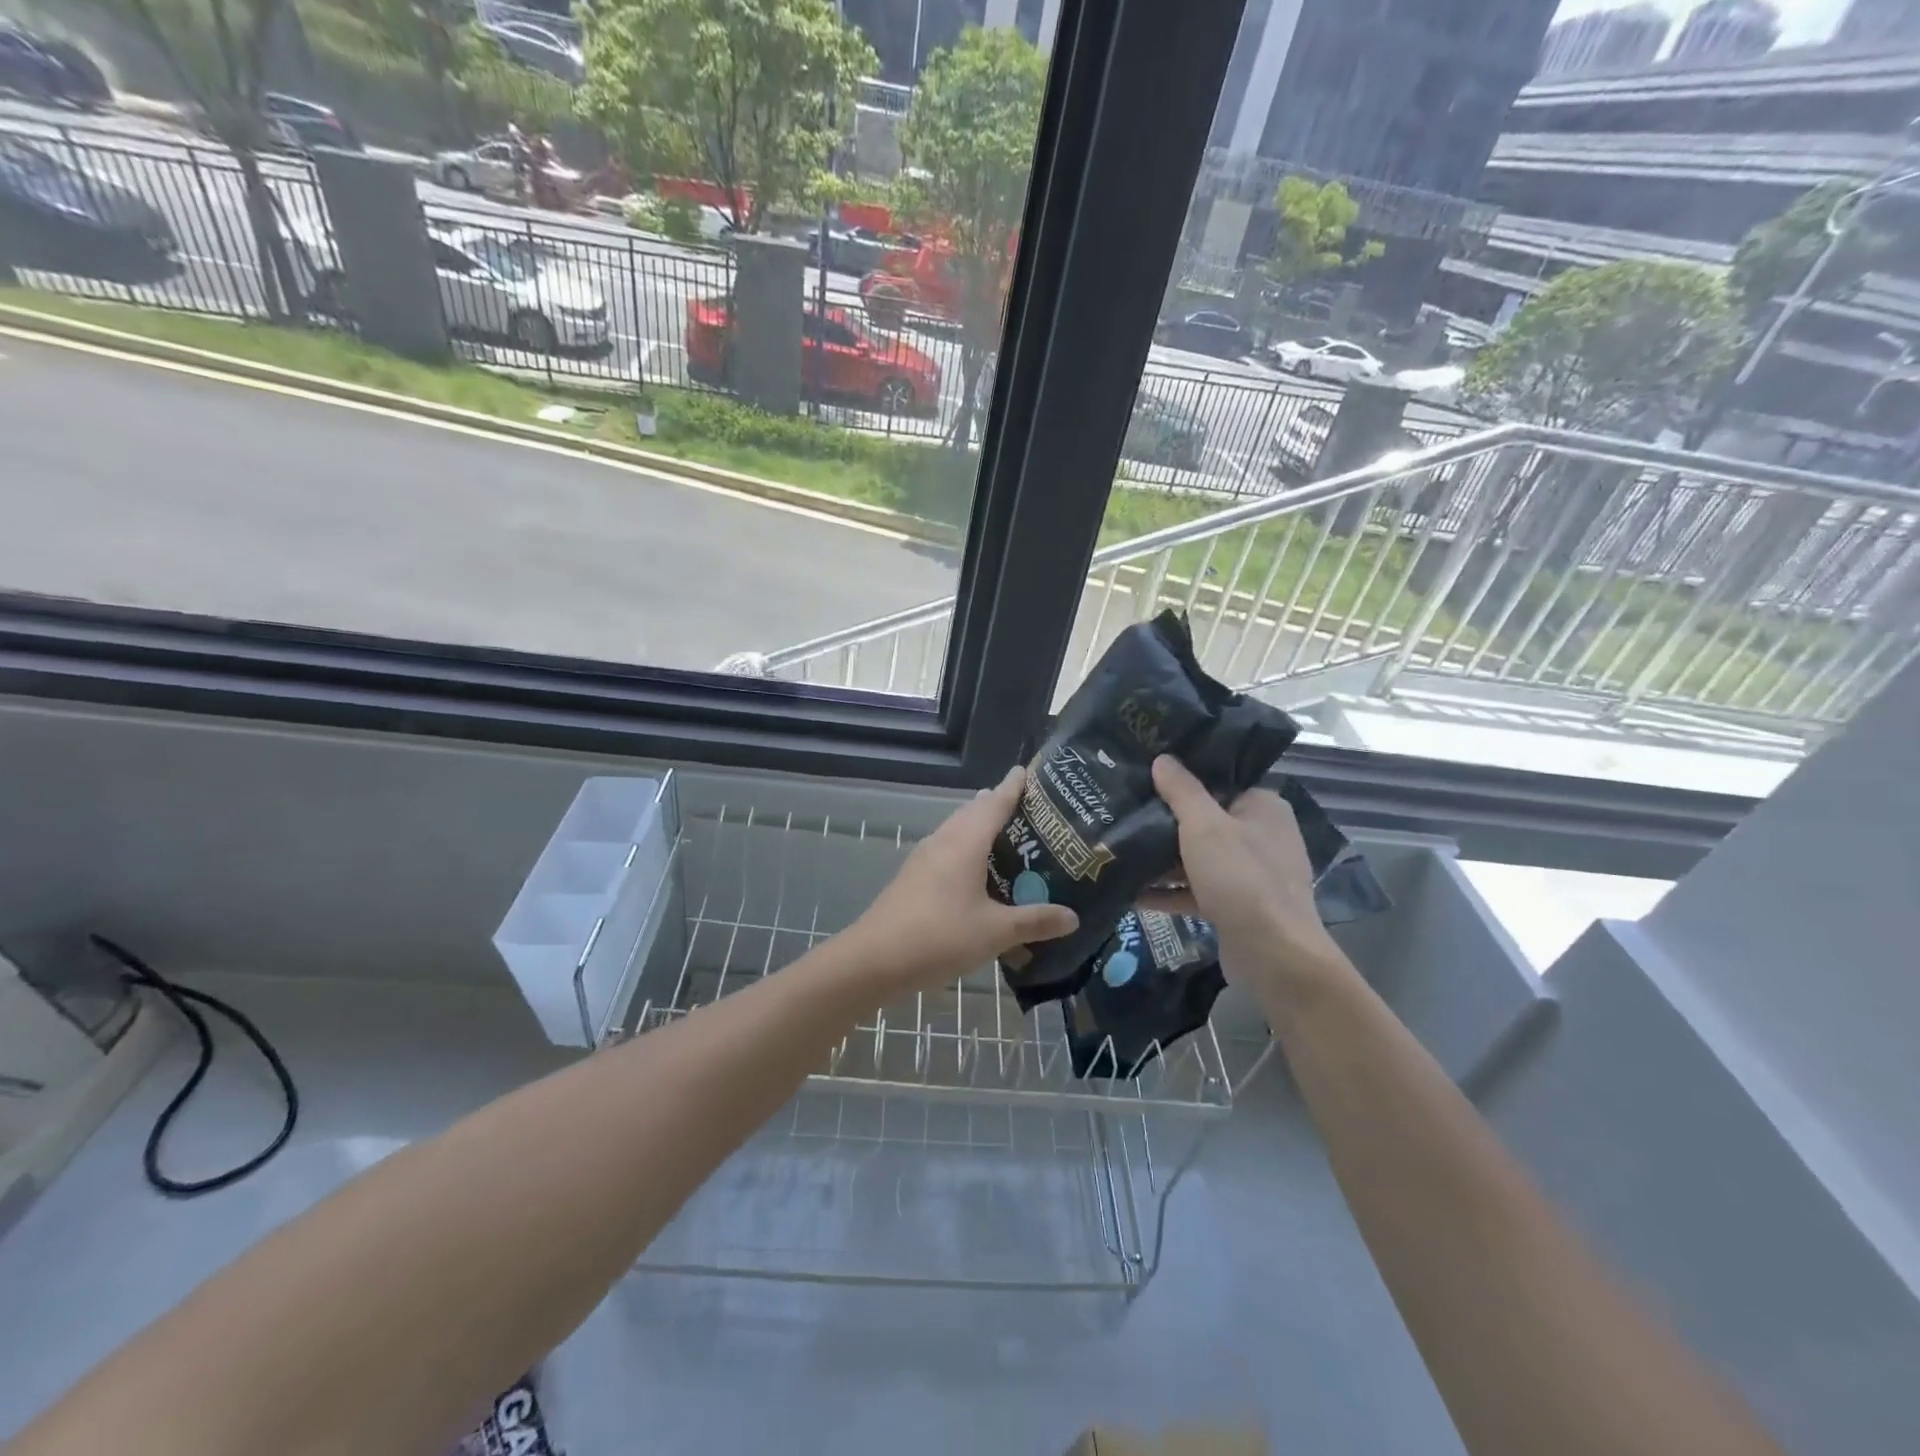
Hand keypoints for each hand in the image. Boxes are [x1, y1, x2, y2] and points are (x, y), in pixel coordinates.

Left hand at [844, 766, 1077, 993]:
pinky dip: (967, 846)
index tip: (1027, 771)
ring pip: (957, 829)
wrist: (874, 959)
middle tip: (1029, 808)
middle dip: (998, 804)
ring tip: (1007, 834)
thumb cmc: (939, 937)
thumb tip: (1073, 917)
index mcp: (965, 843)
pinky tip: (976, 870)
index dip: (1013, 786)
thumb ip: (1034, 921)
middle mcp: (944, 841)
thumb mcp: (995, 932)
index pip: (995, 802)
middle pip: (973, 811)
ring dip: (980, 825)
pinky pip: (947, 848)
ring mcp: (924, 858)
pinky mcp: (914, 876)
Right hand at [1141, 755, 1350, 994]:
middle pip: (1206, 821)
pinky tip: (1133, 894)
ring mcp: (1251, 874)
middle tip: (1125, 811)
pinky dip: (1170, 891)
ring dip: (1164, 859)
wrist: (1273, 955)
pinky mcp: (1237, 907)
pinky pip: (1197, 890)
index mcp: (1263, 807)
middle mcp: (1261, 836)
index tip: (1145, 775)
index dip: (1183, 779)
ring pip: (1199, 858)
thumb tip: (1163, 759)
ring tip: (1121, 850)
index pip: (1220, 782)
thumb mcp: (1204, 826)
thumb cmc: (1241, 878)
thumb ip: (1181, 791)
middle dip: (1166, 822)